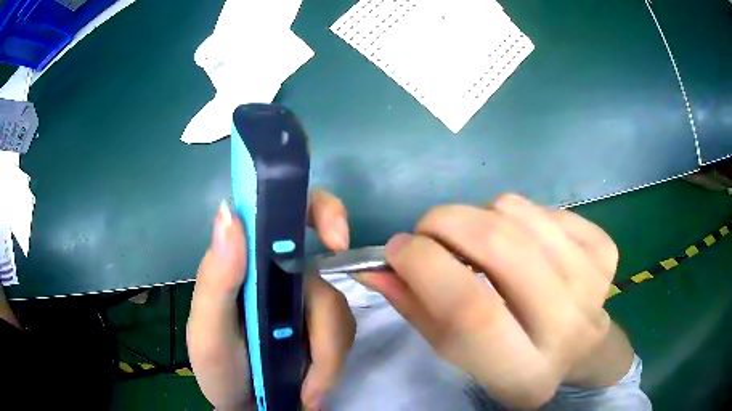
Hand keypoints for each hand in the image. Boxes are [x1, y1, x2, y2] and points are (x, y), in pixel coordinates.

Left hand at [187, 190, 354, 409]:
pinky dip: (332, 363)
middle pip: (325, 273)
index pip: (286, 212)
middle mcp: (281, 273)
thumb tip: (230, 214)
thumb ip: (215, 280)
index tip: (336, 238)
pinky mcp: (325, 327)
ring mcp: (307, 301)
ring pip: (338, 311)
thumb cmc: (219, 369)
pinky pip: (344, 334)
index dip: (319, 210)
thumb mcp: (208, 331)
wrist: (247, 406)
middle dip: (326, 321)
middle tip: (319, 362)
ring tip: (306, 390)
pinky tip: (312, 386)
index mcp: (248, 261)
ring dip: (326, 355)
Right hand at [357, 194, 619, 408]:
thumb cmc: (513, 361)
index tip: (396, 248)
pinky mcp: (604, 249)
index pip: (470, 310)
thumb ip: (417, 311)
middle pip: (499, 247)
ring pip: (519, 213)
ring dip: (480, 214)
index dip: (424, 266)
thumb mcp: (460, 354)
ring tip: (477, 239)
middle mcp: (568, 328)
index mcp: (524, 374)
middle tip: (428, 229)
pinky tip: (521, 241)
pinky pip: (546, 207)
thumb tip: (375, 267)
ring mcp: (593, 282)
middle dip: (446, 222)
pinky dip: (519, 214)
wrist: (582, 350)